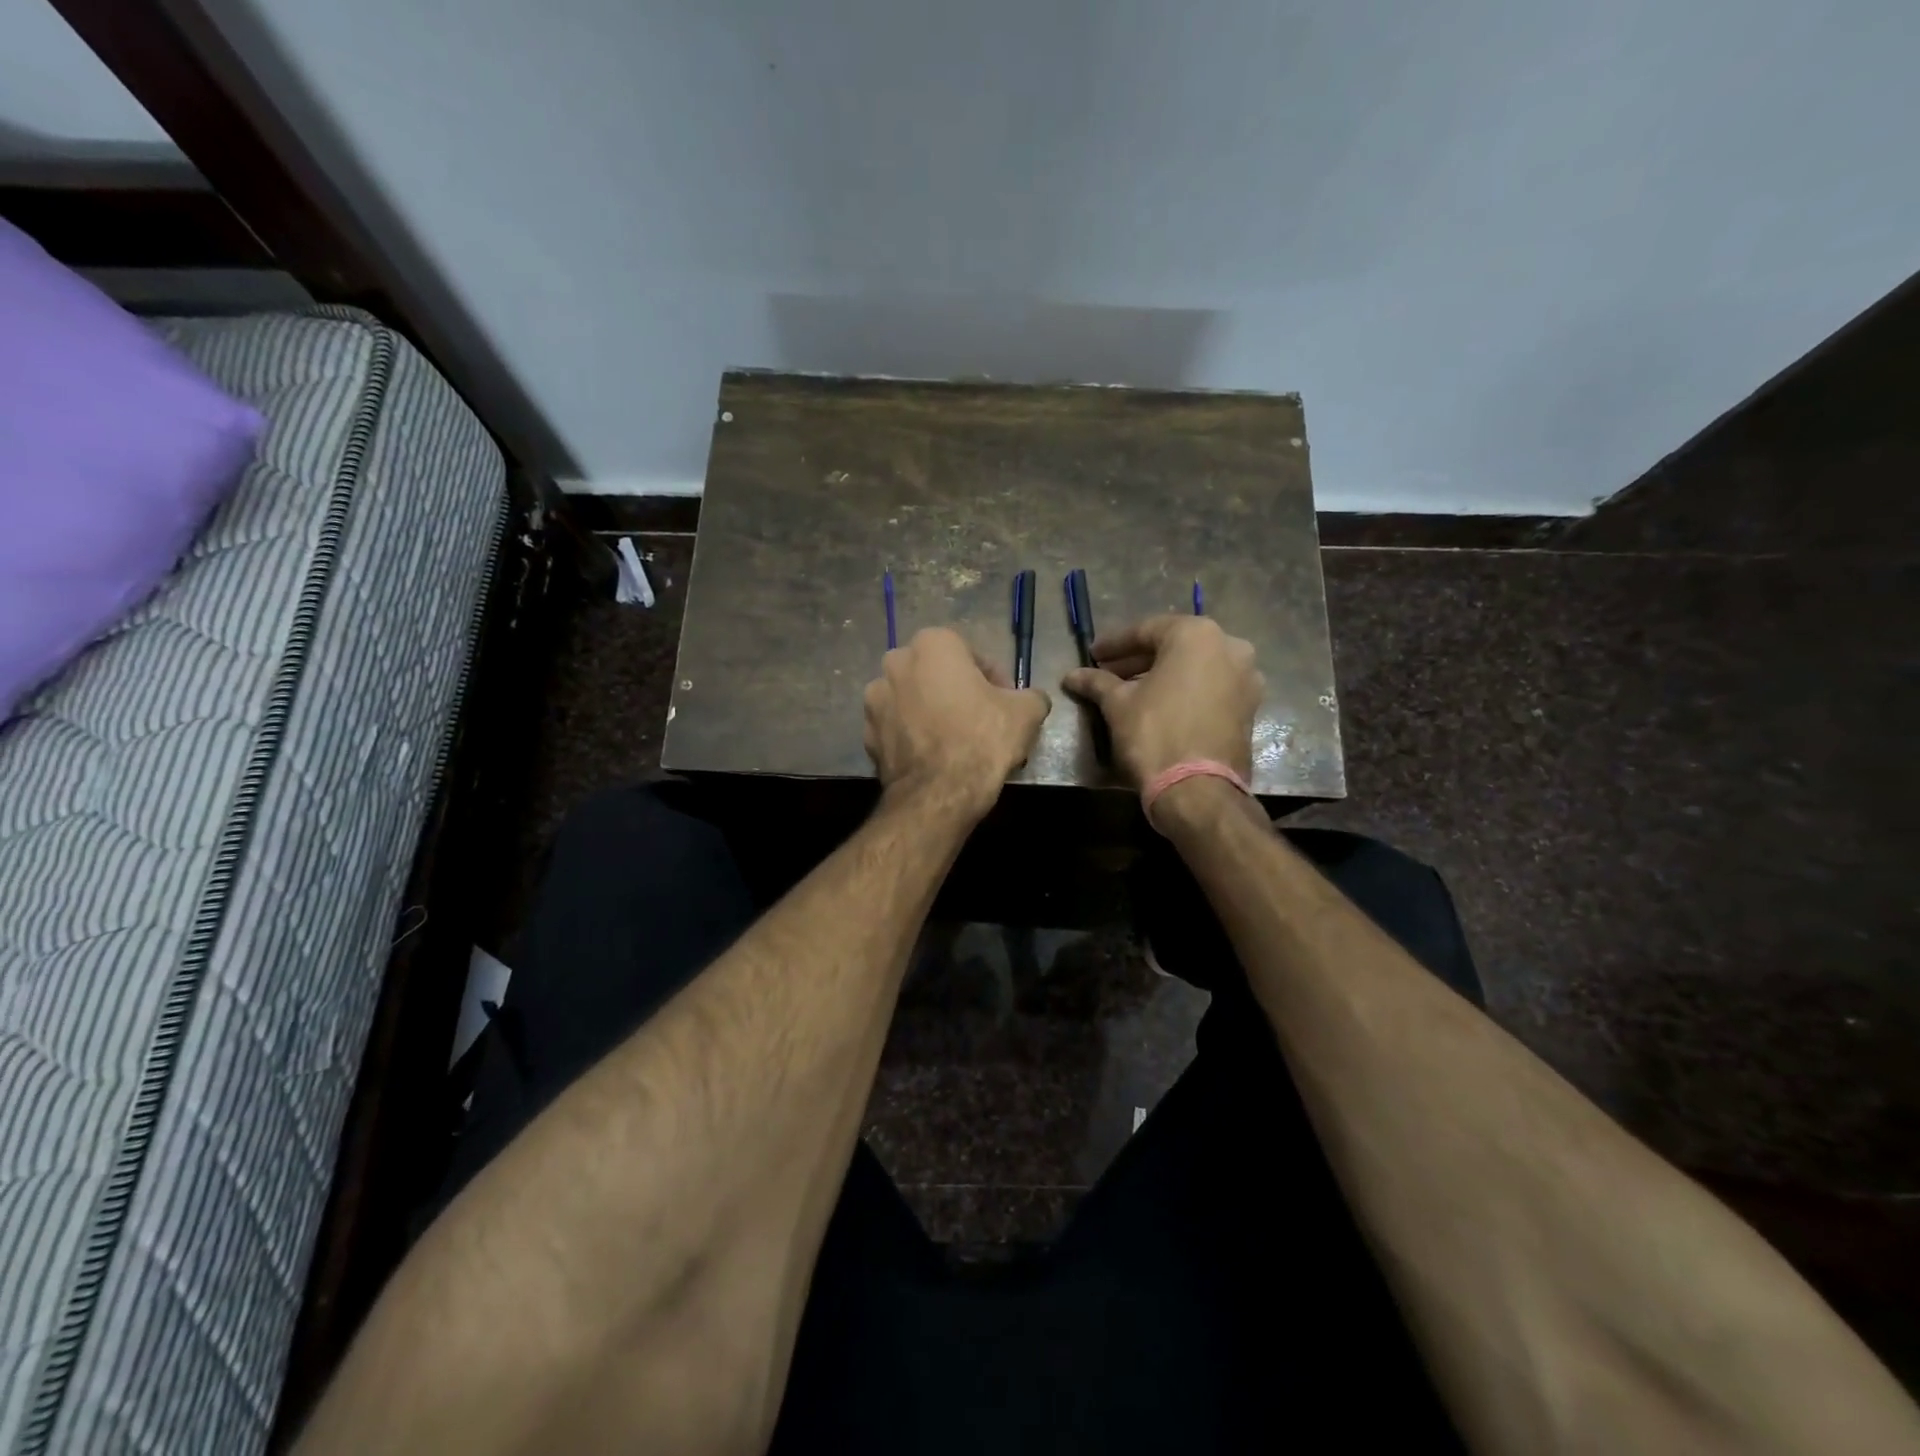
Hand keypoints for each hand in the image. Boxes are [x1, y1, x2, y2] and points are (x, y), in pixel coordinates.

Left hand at [864, 628, 1050, 816]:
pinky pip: (898, 728)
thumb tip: (1031, 699)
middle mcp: (896, 663)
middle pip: (937, 674)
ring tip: (957, 741)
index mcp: (933, 644)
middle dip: (957, 691)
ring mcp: (875, 700)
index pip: (972, 654)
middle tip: (981, 719)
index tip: (1005, 703)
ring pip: (913, 700)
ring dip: (932, 712)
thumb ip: (1031, 696)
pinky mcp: (867, 735)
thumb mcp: (1027, 712)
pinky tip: (935, 757)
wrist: (939, 794)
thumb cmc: (983, 739)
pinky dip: (914, 736)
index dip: (994, 679)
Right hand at [1062, 615, 1262, 788]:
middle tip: (1108, 672)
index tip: (1092, 655)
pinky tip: (1159, 705)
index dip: (1114, 644)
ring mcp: (1246, 677)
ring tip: (1131, 690)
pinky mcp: (1250, 707)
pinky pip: (1211, 687)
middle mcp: (1229, 647)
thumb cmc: (1154, 734)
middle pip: (1174, 646)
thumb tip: (1072, 676)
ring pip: (1195, 667)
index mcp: (1197, 635)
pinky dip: (1185, 690)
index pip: (1146, 630)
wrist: (1198, 790)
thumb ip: (1097, 682)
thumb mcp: (1118, 705)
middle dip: (1139, 659)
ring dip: (1163, 674)